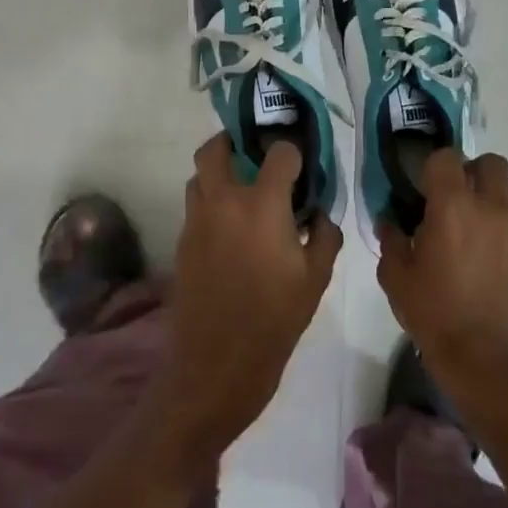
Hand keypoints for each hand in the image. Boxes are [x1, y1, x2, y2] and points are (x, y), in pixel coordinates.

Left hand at [156, 134, 341, 463]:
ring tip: (242, 192)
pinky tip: (231, 230)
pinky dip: (210, 204)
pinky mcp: (182, 243)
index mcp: (262, 204)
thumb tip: (319, 215)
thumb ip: (325, 236)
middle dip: (234, 141)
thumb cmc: (275, 320)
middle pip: (215, 148)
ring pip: (198, 177)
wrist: (216, 365)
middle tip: (253, 154)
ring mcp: (196, 221)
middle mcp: (223, 201)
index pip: (279, 153)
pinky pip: (194, 208)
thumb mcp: (316, 279)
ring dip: (218, 174)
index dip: (293, 154)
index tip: (302, 167)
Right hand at [376, 150, 507, 411]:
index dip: (433, 167)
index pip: (446, 158)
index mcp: (452, 208)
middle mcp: (491, 208)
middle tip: (456, 198)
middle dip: (471, 171)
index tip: (425, 187)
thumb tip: (389, 221)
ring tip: (481, 217)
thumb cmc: (436, 316)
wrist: (489, 360)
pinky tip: (495, 249)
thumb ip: (391, 241)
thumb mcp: (396, 279)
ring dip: (496, 191)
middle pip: (490, 163)